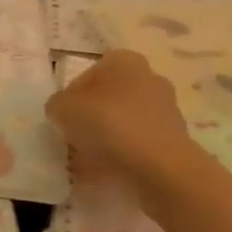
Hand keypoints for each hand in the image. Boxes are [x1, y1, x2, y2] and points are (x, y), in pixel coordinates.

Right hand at [45, 50, 190, 181]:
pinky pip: (139, 143)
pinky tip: (110, 171)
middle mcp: (149, 76)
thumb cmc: (108, 125)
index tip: (64, 122)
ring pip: (124, 121)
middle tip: (75, 140)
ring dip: (107, 137)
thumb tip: (63, 111)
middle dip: (91, 118)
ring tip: (90, 161)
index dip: (70, 100)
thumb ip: (57, 104)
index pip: (86, 76)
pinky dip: (124, 154)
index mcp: (124, 60)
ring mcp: (166, 108)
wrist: (160, 167)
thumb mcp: (62, 109)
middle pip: (108, 98)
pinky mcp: (175, 138)